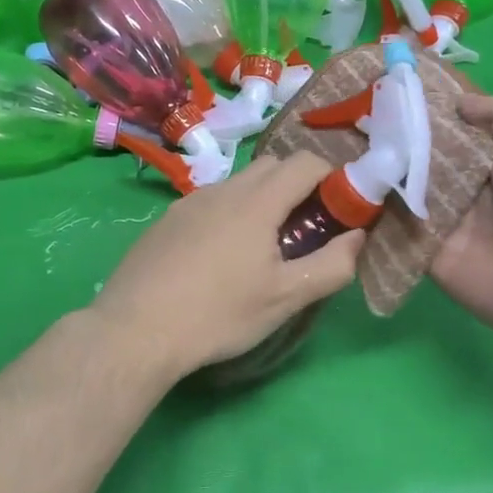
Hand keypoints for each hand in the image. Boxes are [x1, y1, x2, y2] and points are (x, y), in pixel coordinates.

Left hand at [92, 151, 363, 381]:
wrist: (135, 330)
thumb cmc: (218, 314)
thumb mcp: (285, 298)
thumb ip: (331, 265)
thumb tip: (357, 236)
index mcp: (256, 201)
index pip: (305, 162)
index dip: (331, 178)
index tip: (339, 210)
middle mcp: (222, 189)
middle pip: (272, 166)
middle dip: (298, 185)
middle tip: (305, 229)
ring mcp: (188, 202)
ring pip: (238, 184)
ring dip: (262, 200)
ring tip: (262, 247)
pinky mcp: (166, 220)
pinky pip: (209, 202)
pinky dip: (230, 214)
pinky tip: (220, 257)